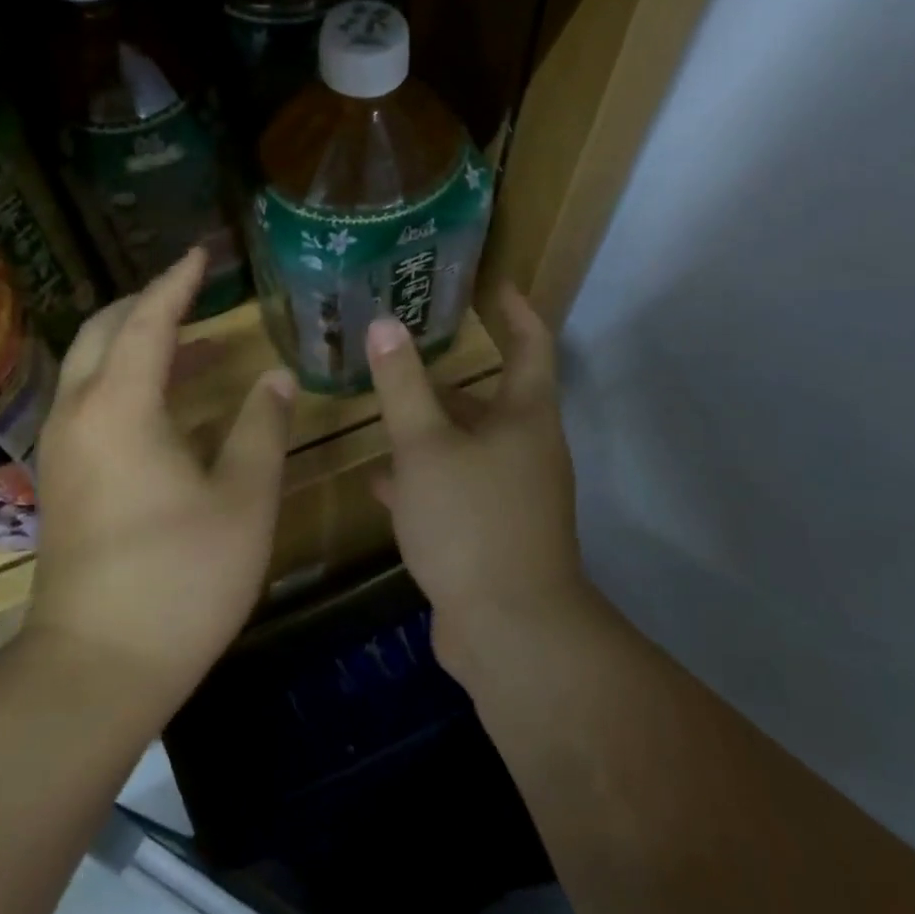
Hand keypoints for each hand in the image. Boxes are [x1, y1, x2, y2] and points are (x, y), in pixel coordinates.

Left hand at [23, 248, 295, 704]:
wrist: (98, 664)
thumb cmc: (182, 577)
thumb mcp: (243, 499)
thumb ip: (261, 429)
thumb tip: (275, 378)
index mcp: (121, 407)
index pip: (149, 321)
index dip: (178, 283)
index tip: (203, 254)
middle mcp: (80, 415)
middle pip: (104, 333)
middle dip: (148, 305)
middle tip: (195, 295)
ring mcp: (64, 451)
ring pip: (92, 370)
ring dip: (138, 346)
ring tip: (197, 349)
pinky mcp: (64, 482)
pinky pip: (92, 405)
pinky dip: (128, 384)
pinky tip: (171, 410)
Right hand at [366, 283, 590, 680]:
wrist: (510, 630)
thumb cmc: (471, 521)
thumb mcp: (425, 447)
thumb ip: (403, 385)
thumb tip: (386, 322)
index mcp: (525, 417)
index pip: (531, 344)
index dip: (514, 309)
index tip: (491, 283)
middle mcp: (527, 450)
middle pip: (491, 398)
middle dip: (450, 377)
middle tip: (405, 353)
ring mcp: (513, 495)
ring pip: (468, 446)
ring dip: (431, 429)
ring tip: (384, 411)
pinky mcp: (493, 532)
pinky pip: (457, 489)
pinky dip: (425, 479)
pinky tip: (384, 482)